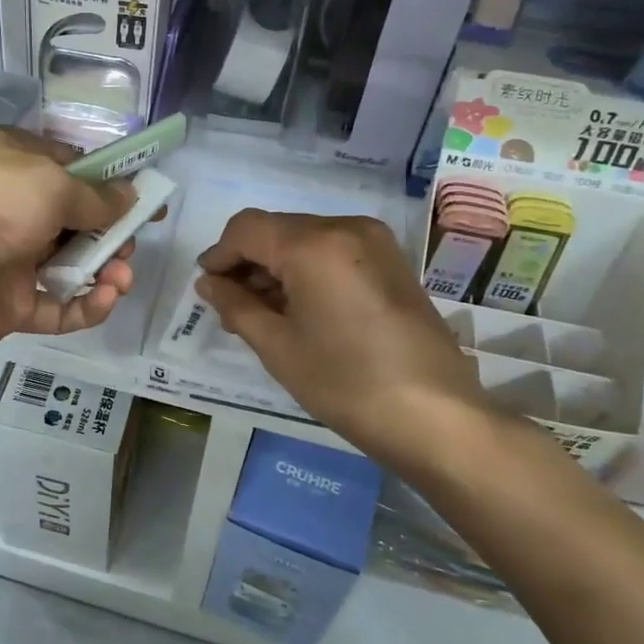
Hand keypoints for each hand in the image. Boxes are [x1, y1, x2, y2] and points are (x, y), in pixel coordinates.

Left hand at [0, 128, 142, 359]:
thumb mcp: (50, 183)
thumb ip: (96, 195)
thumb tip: (131, 197)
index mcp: (14, 162)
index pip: (71, 167)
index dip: (111, 184)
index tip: (148, 200)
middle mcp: (12, 207)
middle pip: (75, 218)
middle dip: (111, 230)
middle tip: (129, 243)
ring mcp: (9, 258)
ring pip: (70, 263)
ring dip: (104, 269)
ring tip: (121, 275)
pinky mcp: (9, 304)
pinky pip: (56, 306)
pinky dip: (85, 305)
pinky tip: (105, 299)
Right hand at [195, 210, 502, 458]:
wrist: (436, 416)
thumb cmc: (346, 383)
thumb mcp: (278, 346)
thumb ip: (236, 305)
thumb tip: (209, 282)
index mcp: (313, 244)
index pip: (247, 228)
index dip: (219, 254)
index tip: (207, 287)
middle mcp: (345, 227)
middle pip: (277, 229)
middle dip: (248, 261)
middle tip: (233, 306)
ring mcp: (374, 241)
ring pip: (305, 238)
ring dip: (277, 265)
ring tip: (265, 312)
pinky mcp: (391, 261)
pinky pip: (333, 250)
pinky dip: (308, 269)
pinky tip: (302, 307)